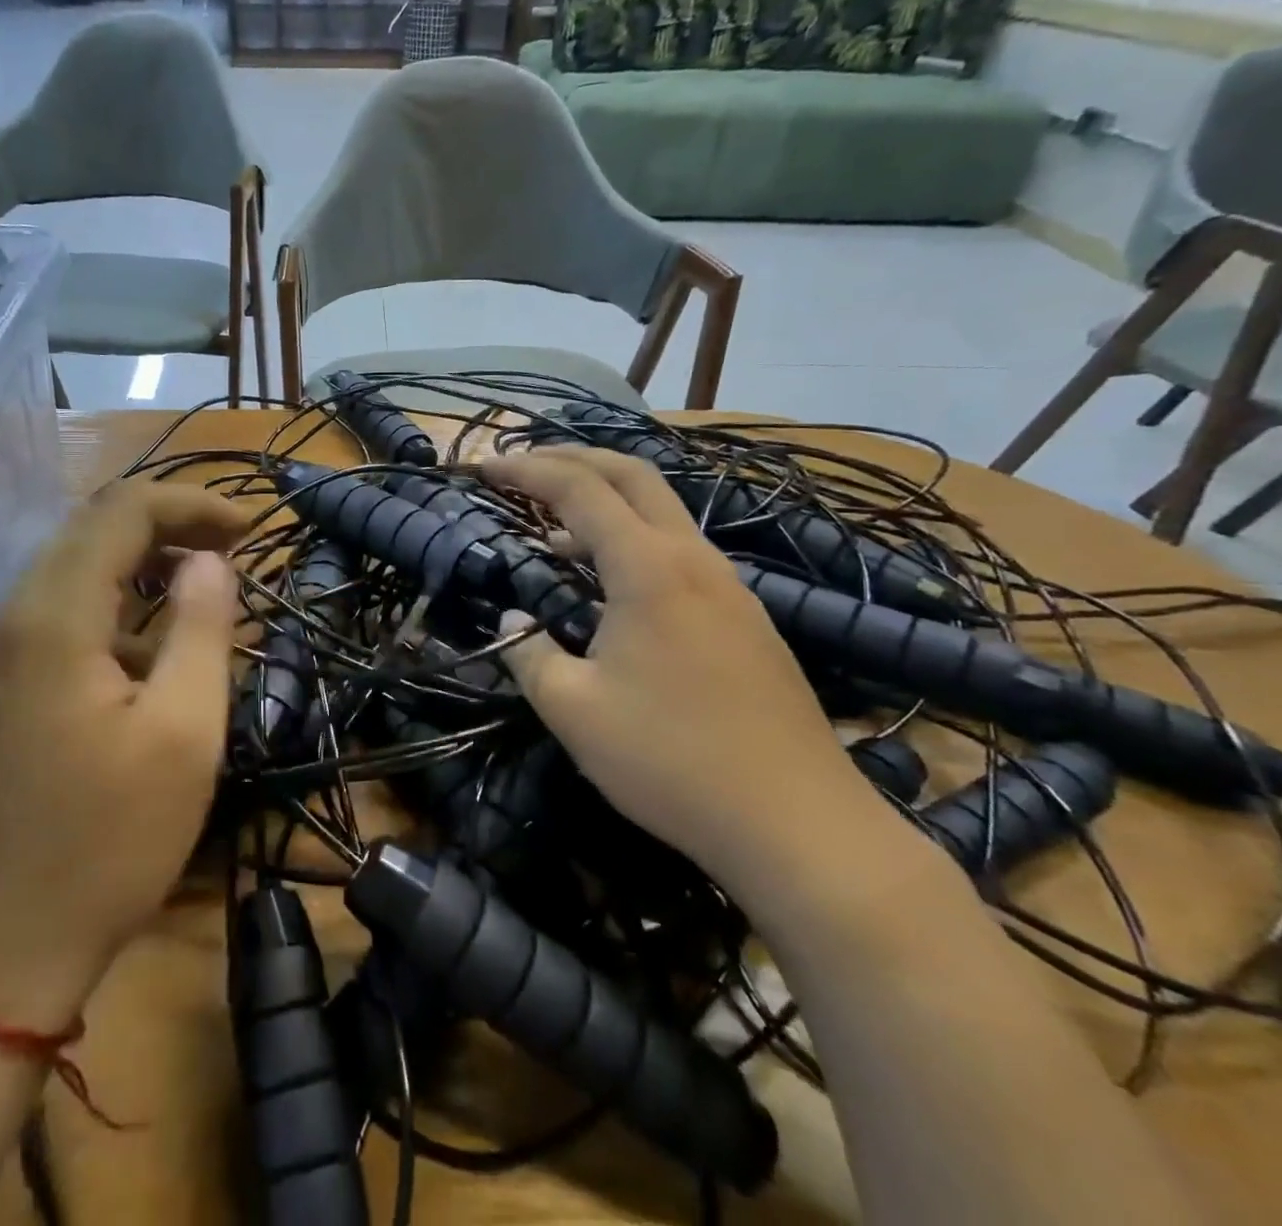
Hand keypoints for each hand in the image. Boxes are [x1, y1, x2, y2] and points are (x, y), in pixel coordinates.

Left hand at [0, 482, 246, 1027]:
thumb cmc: (101, 846)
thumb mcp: (181, 735)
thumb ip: (201, 630)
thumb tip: (209, 561)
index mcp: (51, 617)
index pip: (122, 511)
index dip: (193, 505)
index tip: (252, 530)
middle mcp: (9, 617)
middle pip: (92, 531)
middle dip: (169, 527)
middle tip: (234, 553)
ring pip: (74, 573)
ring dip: (142, 568)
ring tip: (205, 595)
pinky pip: (59, 618)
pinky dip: (114, 610)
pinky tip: (152, 652)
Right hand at [484, 446, 883, 885]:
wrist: (797, 823)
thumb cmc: (671, 760)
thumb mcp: (573, 711)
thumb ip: (528, 654)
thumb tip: (512, 621)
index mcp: (648, 568)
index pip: (578, 490)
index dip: (526, 471)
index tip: (484, 468)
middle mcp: (692, 558)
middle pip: (631, 474)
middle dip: (571, 458)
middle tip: (522, 465)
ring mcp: (727, 585)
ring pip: (661, 510)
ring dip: (604, 499)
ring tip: (553, 526)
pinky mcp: (745, 616)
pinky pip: (678, 549)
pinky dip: (632, 538)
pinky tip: (610, 582)